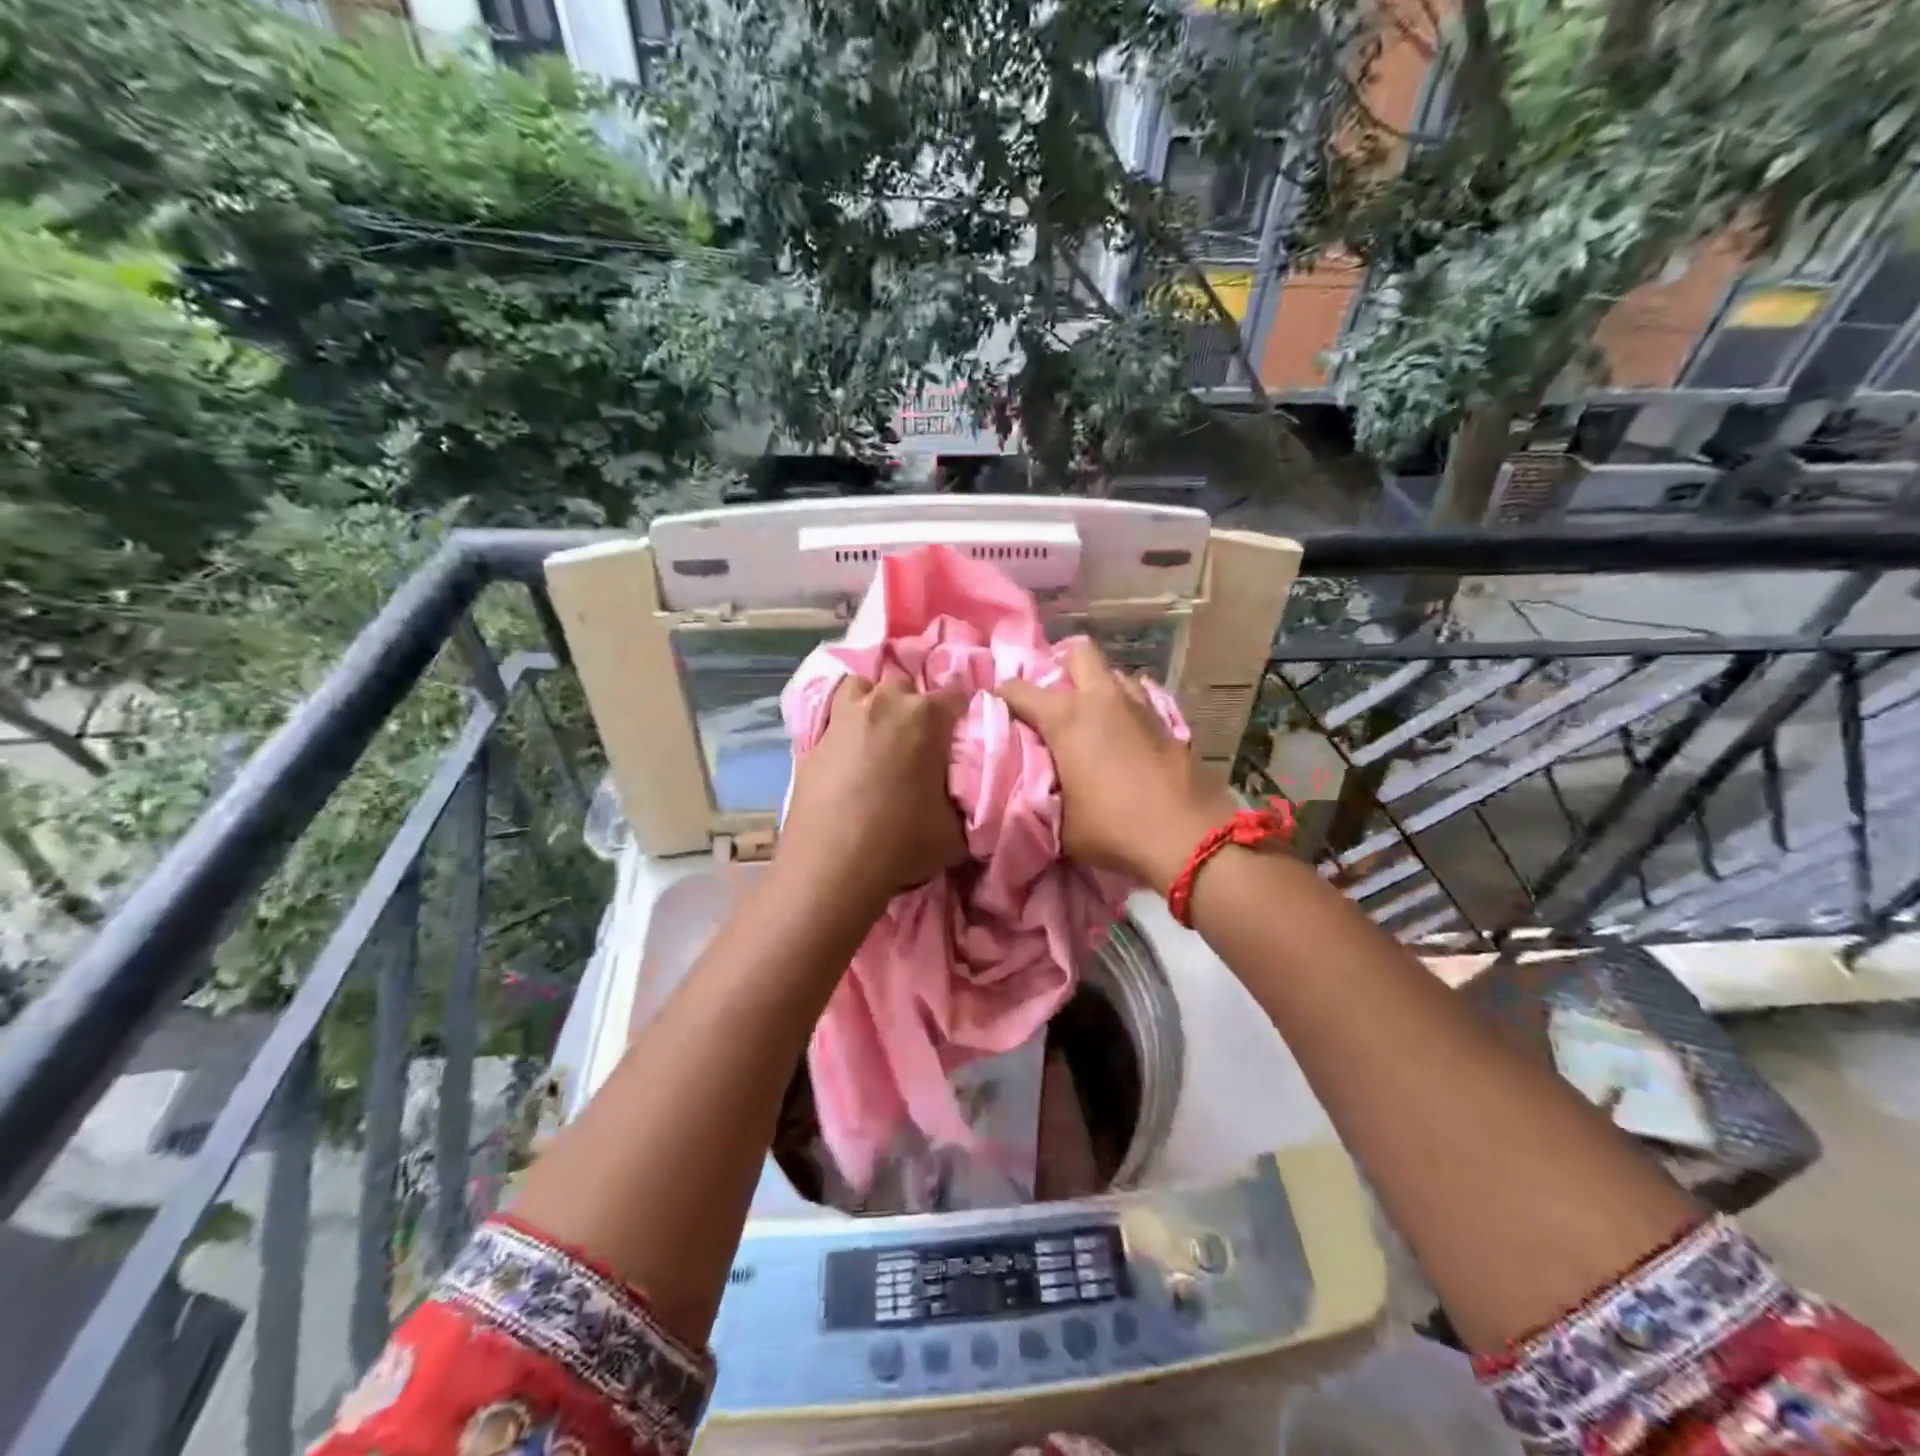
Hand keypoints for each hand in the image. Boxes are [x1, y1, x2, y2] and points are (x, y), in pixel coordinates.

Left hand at [778, 676, 967, 913]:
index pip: (957, 696)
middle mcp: (883, 704)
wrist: (833, 865)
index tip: (962, 735)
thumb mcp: (956, 831)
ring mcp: (843, 719)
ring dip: (873, 704)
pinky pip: (833, 722)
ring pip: (860, 689)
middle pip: (905, 686)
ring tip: (879, 735)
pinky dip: (844, 733)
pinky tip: (848, 760)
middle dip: (914, 706)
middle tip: (920, 741)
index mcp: (925, 716)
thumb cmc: (902, 842)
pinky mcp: (812, 742)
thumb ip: (965, 802)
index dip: (963, 714)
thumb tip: (965, 800)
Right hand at [999, 639, 1233, 892]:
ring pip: (1114, 674)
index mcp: (1067, 718)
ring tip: (1091, 718)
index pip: (1019, 689)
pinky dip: (1125, 709)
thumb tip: (1029, 785)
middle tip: (1053, 700)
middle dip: (1061, 668)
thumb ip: (1039, 794)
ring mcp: (1141, 706)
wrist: (1187, 837)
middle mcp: (1102, 699)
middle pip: (1079, 653)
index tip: (996, 709)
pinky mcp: (1168, 722)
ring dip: (1098, 688)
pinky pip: (1139, 699)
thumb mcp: (1060, 822)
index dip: (1001, 696)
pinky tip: (1123, 737)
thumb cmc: (1113, 828)